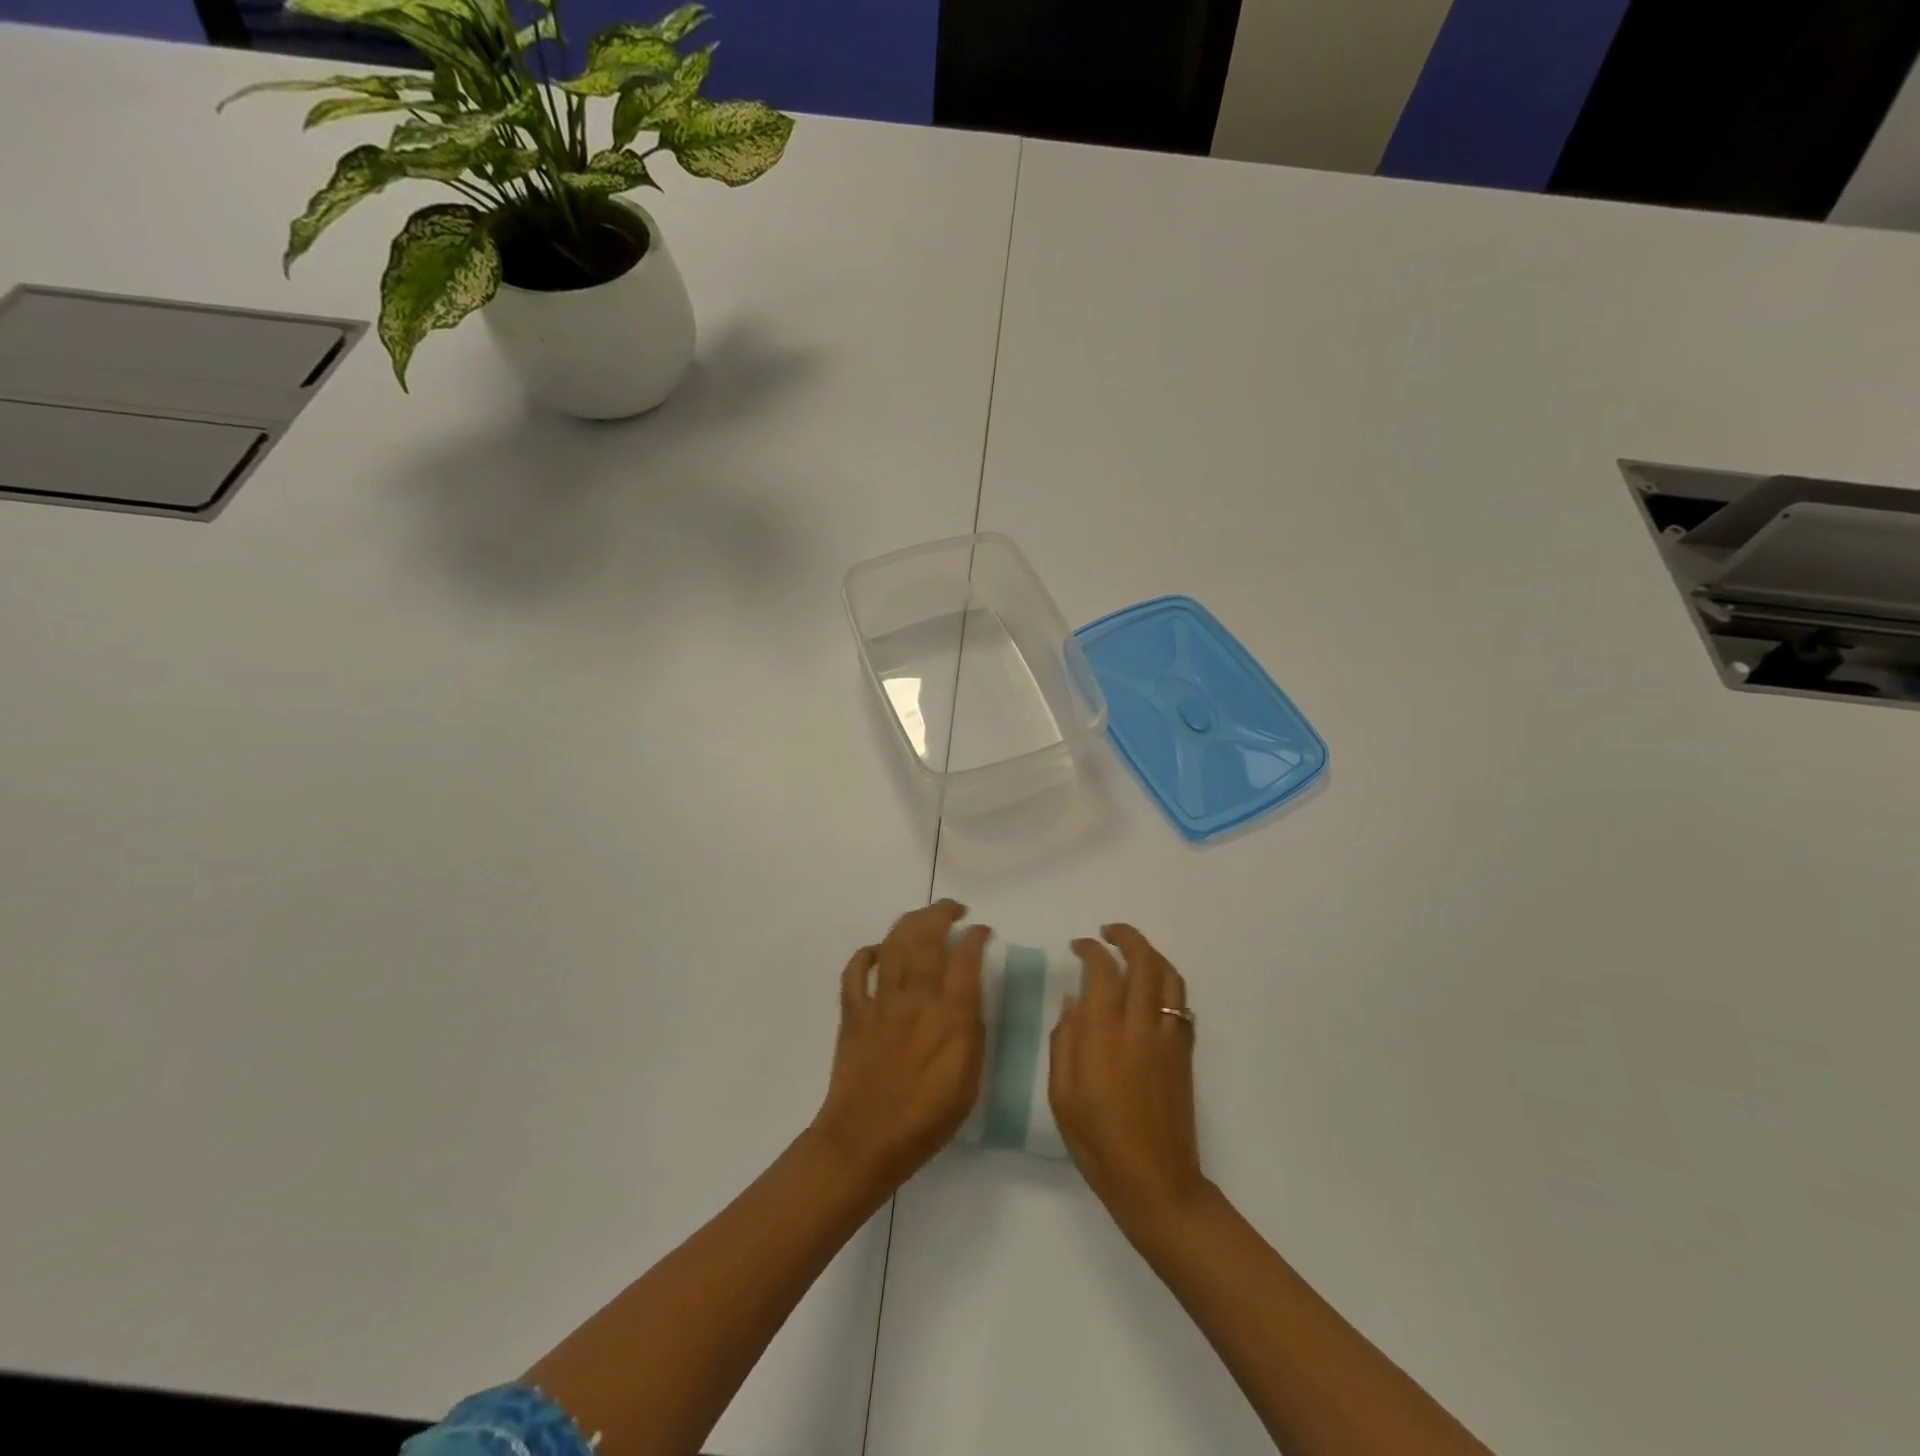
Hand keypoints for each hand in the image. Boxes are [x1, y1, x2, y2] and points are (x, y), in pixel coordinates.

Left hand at [811, 900, 989, 1197]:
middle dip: (942, 913)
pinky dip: (866, 954)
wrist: (865, 1141)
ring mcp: (880, 1001)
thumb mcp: (969, 1081)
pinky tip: (878, 950)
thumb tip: (971, 999)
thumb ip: (973, 1033)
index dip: (976, 936)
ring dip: (909, 922)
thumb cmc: (926, 1120)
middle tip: (954, 909)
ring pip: (893, 944)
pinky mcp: (853, 1012)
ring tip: (923, 917)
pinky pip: (855, 971)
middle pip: (926, 937)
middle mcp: (915, 997)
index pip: (965, 957)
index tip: (983, 931)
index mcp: (949, 1015)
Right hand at [1050, 924, 1207, 1237]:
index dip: (1090, 950)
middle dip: (1126, 937)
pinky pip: (1180, 1002)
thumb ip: (1064, 1039)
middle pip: (1143, 961)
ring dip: (1151, 954)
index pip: (1102, 970)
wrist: (1154, 1179)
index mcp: (1104, 1032)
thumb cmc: (1097, 1139)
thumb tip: (1074, 1001)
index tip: (1078, 946)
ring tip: (1132, 951)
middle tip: (1108, 932)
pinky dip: (1166, 981)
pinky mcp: (1184, 1052)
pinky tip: (1151, 988)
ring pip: (1169, 977)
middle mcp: (1139, 1024)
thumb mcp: (1061, 1092)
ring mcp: (1167, 1036)